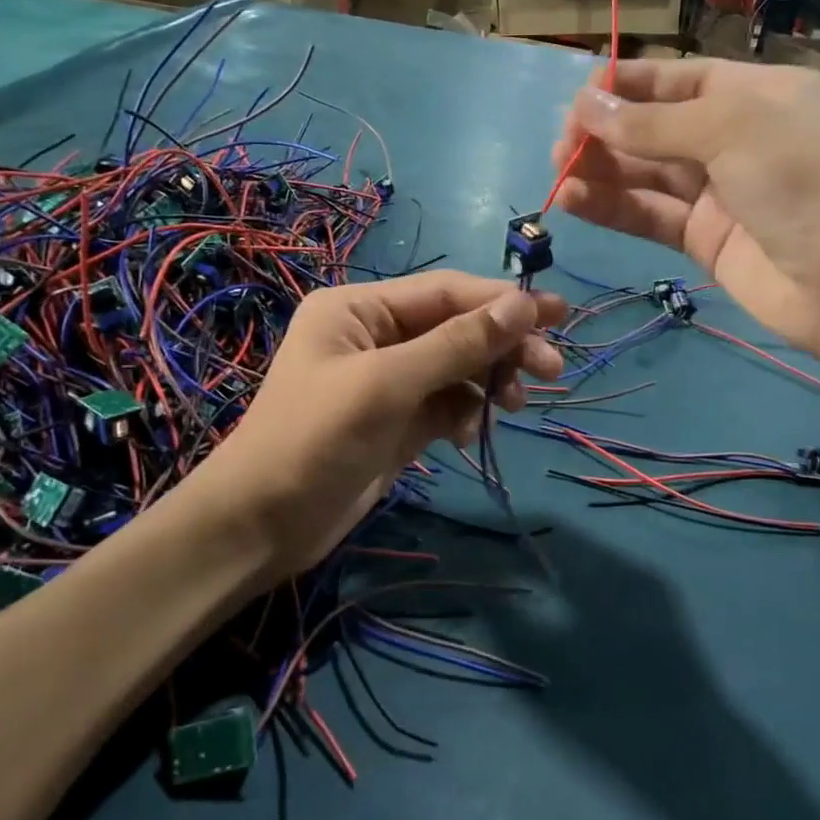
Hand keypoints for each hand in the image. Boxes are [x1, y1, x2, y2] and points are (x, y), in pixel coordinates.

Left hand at [203, 273, 566, 579]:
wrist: (261, 527)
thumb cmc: (315, 440)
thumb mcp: (387, 385)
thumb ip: (457, 344)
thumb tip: (523, 305)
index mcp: (361, 309)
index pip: (446, 292)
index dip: (503, 301)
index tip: (558, 313)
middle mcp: (376, 335)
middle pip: (457, 328)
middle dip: (504, 345)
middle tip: (553, 368)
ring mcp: (389, 380)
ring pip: (459, 366)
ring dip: (490, 381)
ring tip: (515, 406)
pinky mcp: (399, 419)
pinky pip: (448, 403)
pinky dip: (466, 413)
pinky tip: (469, 435)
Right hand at [553, 58, 819, 359]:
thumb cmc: (801, 177)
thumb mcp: (730, 127)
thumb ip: (653, 122)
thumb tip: (586, 105)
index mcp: (758, 96)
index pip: (682, 80)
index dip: (630, 85)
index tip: (581, 96)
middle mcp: (737, 140)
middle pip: (658, 128)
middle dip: (608, 132)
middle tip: (563, 144)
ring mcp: (721, 193)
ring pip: (648, 174)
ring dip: (602, 171)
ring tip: (559, 172)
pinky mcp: (705, 241)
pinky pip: (651, 215)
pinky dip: (613, 208)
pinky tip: (575, 201)